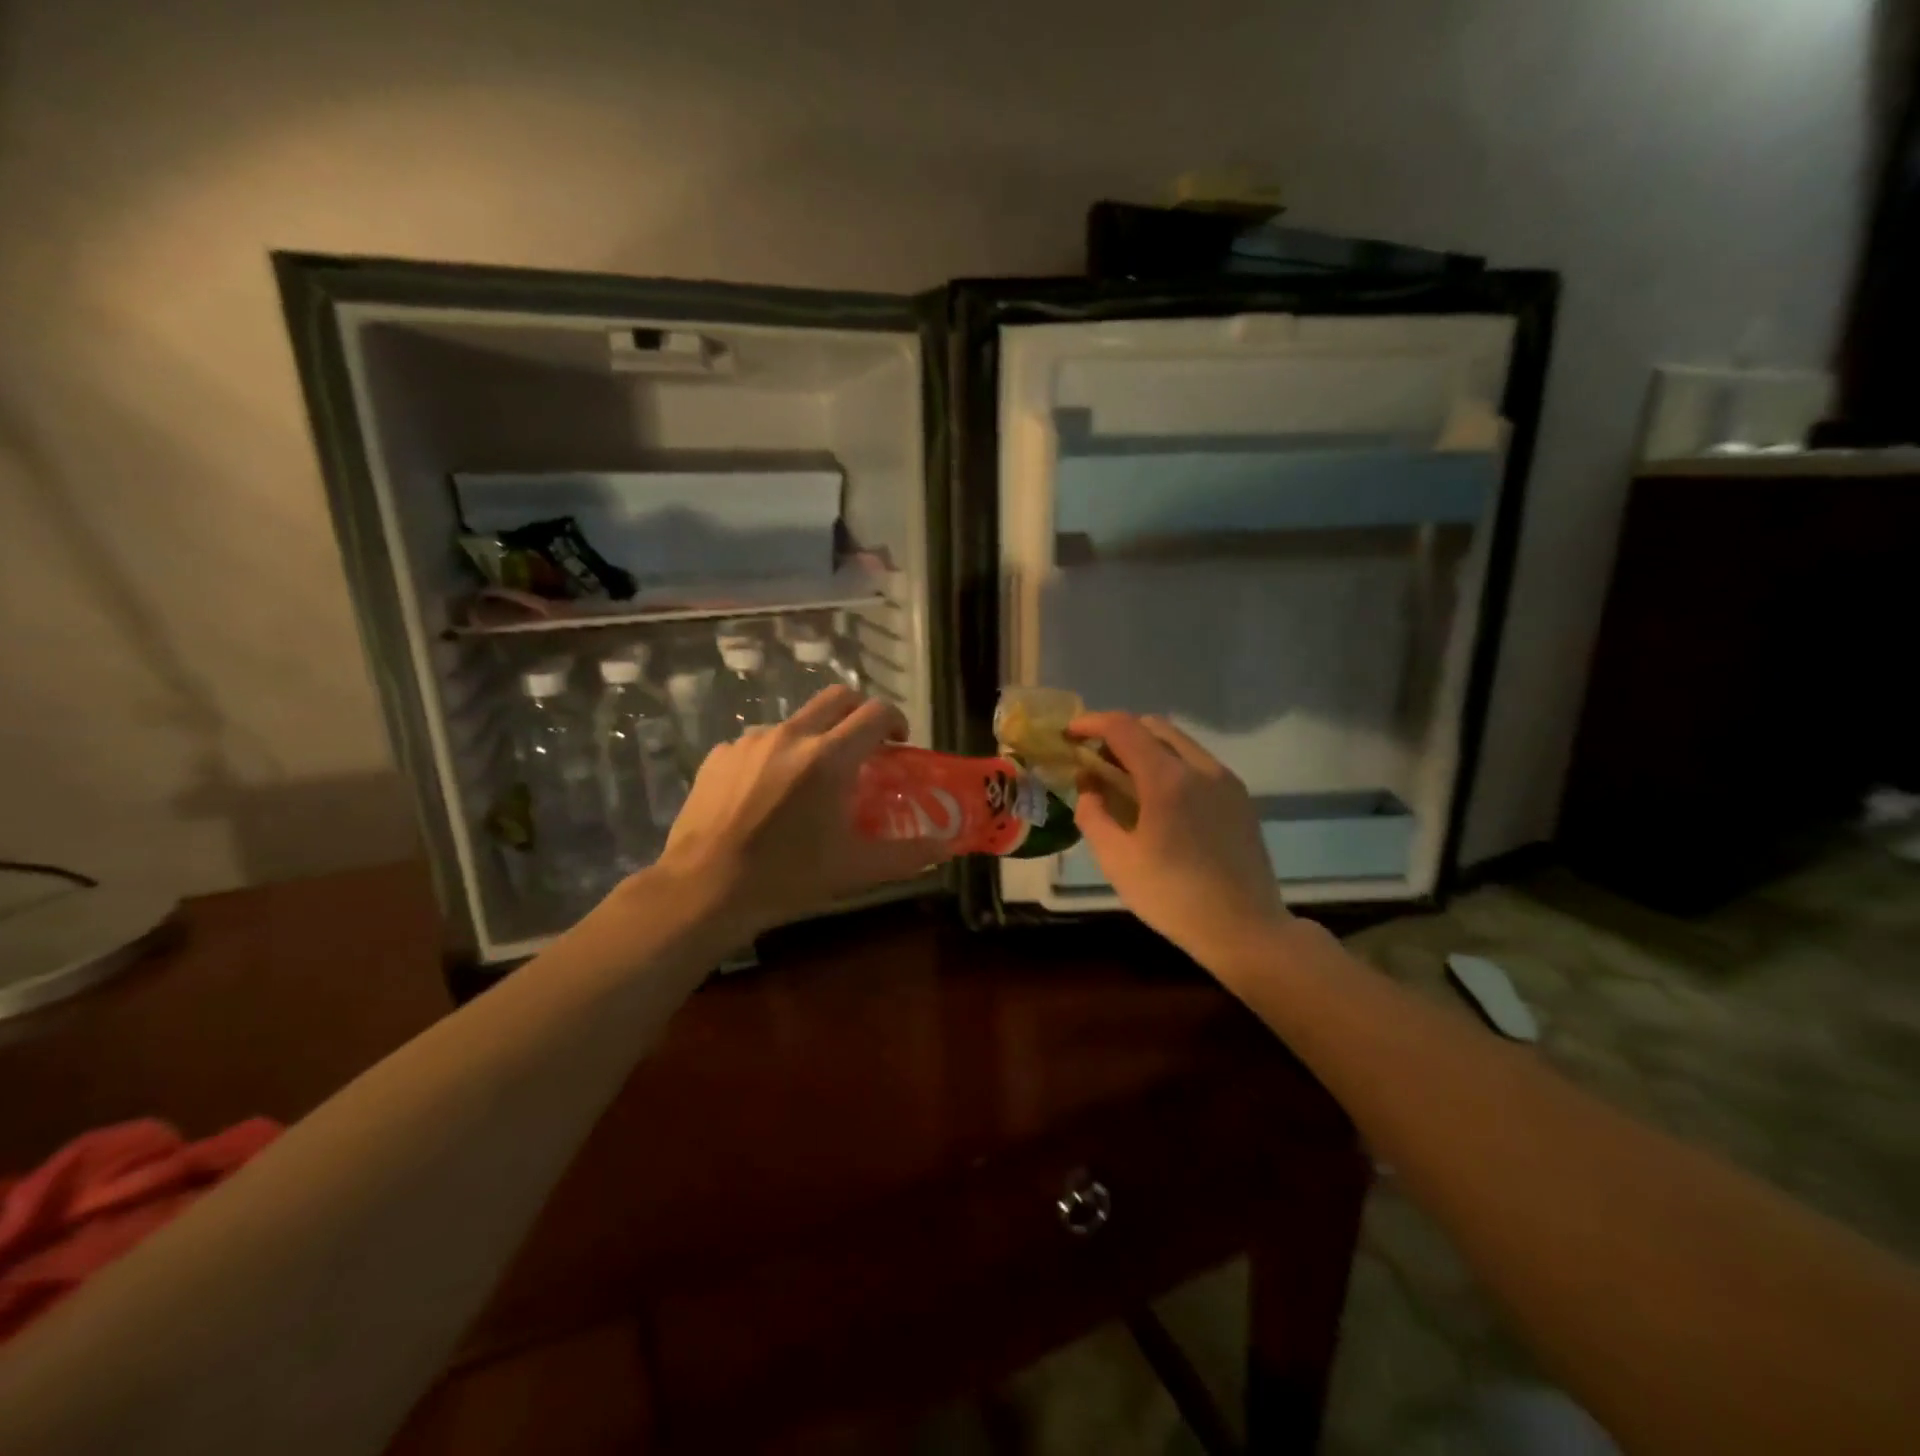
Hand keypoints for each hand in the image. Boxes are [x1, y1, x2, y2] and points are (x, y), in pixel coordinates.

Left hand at [649, 687, 948, 934]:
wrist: (704, 888)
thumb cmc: (787, 877)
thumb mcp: (855, 869)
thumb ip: (909, 853)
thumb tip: (949, 846)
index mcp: (829, 757)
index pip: (875, 712)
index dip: (894, 720)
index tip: (897, 743)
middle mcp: (791, 735)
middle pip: (837, 697)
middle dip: (858, 713)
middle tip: (863, 745)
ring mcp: (750, 741)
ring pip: (796, 721)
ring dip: (815, 737)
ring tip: (810, 779)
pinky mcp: (719, 754)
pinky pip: (759, 743)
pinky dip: (775, 757)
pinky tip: (768, 794)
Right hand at [1069, 712, 1288, 966]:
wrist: (1245, 929)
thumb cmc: (1173, 897)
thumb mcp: (1116, 860)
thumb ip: (1093, 815)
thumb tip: (1088, 787)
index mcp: (1167, 779)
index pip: (1123, 728)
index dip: (1091, 723)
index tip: (1069, 734)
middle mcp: (1201, 767)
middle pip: (1153, 726)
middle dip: (1118, 733)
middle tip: (1095, 759)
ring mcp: (1226, 780)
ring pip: (1179, 742)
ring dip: (1146, 748)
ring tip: (1124, 779)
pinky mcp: (1240, 798)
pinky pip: (1198, 764)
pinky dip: (1170, 764)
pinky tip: (1158, 799)